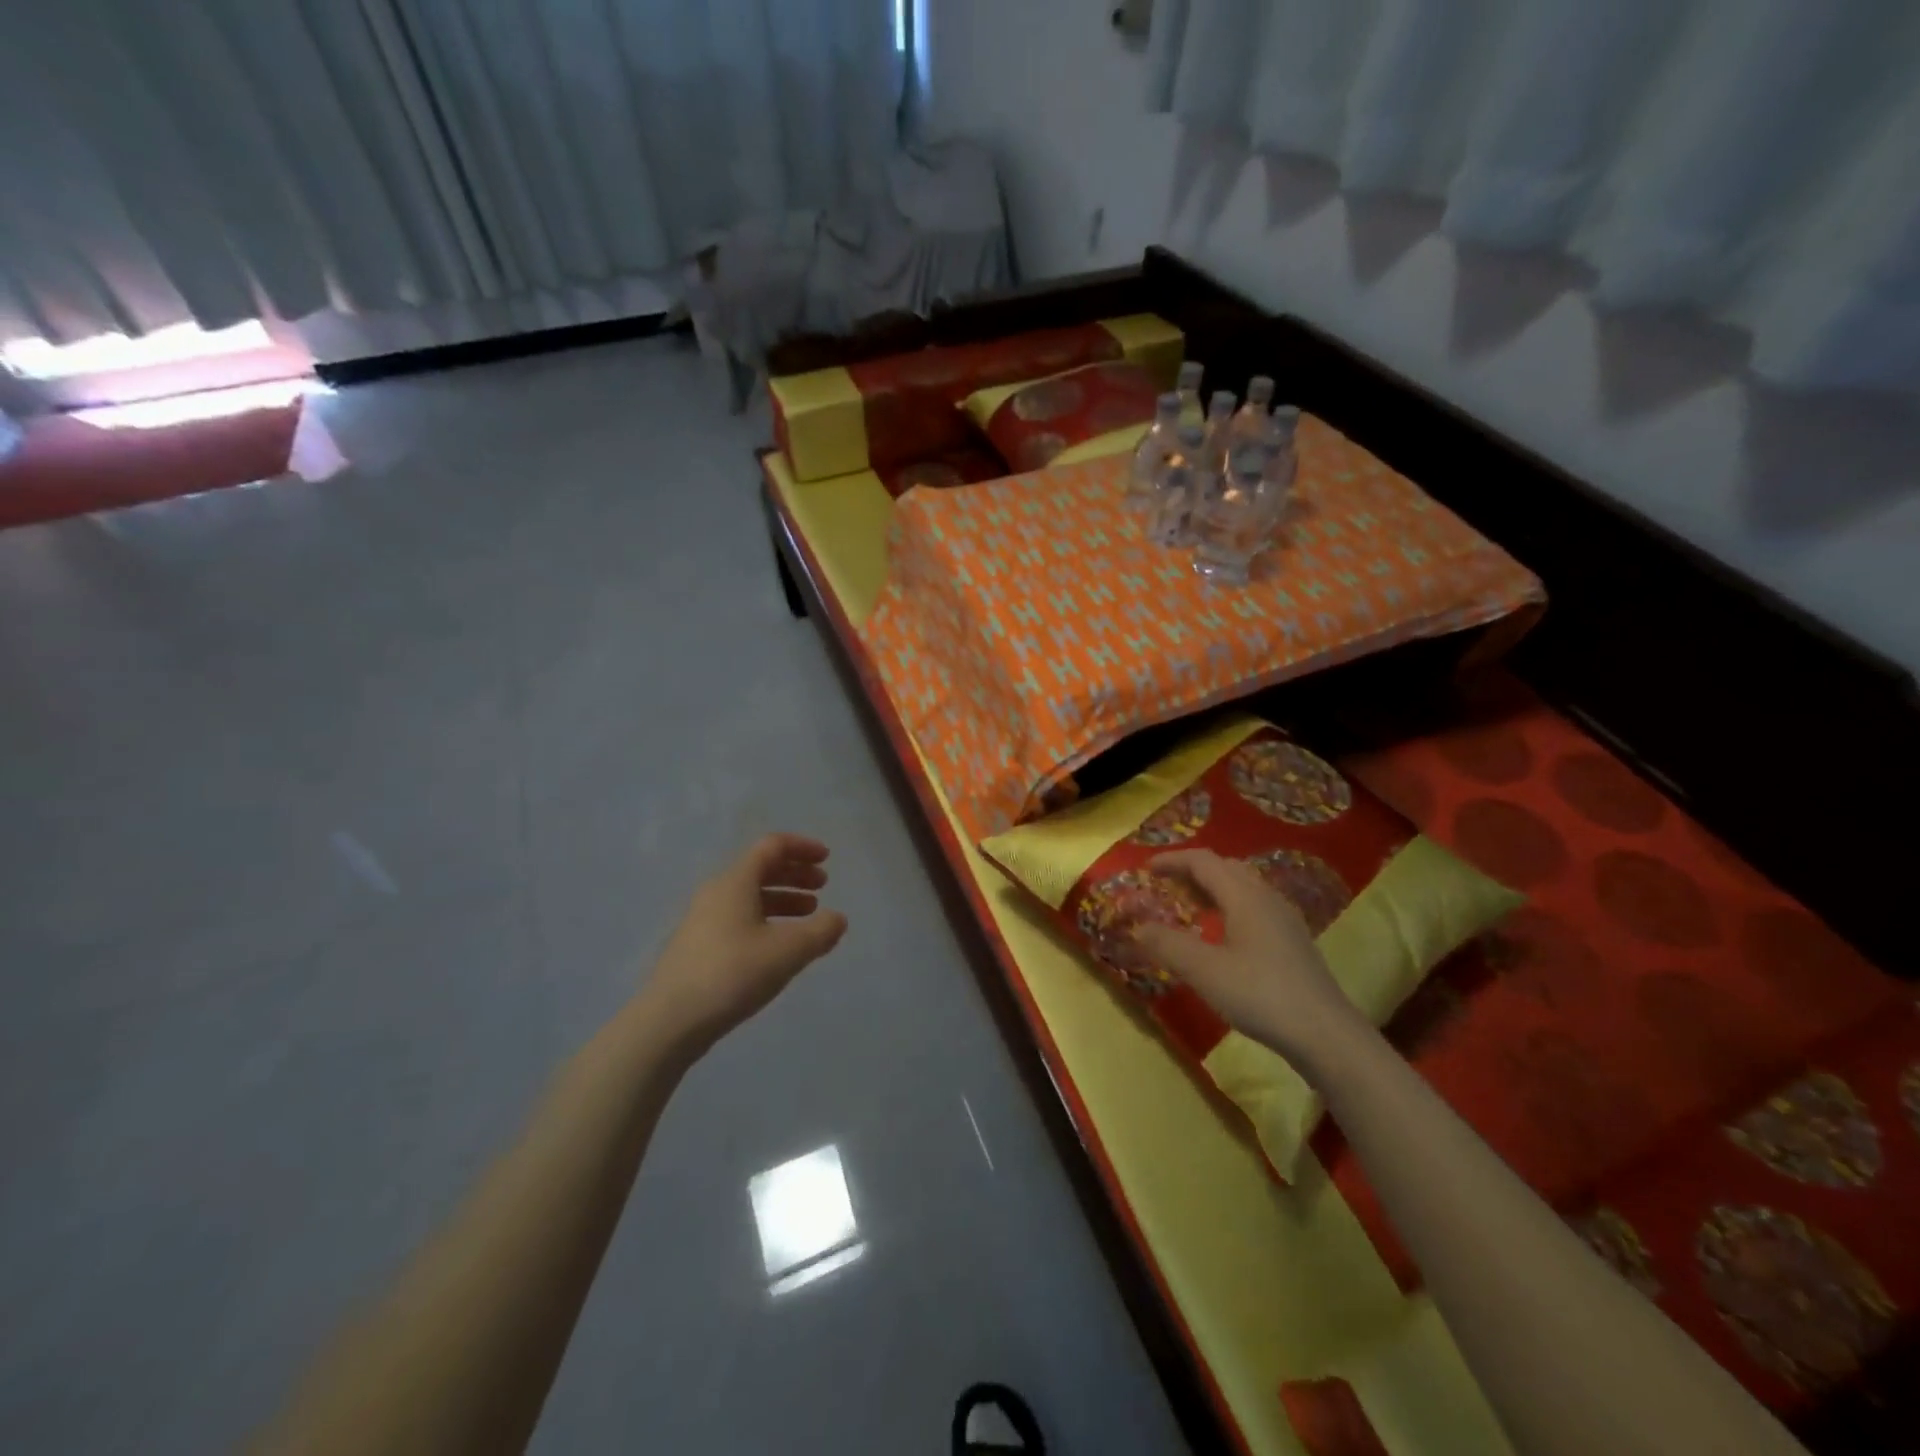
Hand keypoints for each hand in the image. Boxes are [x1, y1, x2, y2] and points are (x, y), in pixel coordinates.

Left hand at [642, 834, 847, 1055]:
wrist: (669, 1022)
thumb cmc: (732, 974)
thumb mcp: (788, 952)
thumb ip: (820, 932)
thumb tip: (838, 919)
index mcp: (735, 882)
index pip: (772, 847)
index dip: (802, 848)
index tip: (827, 859)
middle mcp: (717, 893)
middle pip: (760, 869)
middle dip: (795, 873)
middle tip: (822, 886)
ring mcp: (703, 920)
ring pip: (750, 896)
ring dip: (783, 898)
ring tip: (809, 916)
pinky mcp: (699, 946)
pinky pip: (740, 918)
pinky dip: (767, 920)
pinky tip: (780, 945)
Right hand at [1136, 850, 1368, 1065]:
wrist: (1325, 1034)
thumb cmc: (1260, 994)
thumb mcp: (1204, 971)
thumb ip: (1168, 945)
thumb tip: (1140, 927)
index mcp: (1244, 896)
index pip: (1203, 861)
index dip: (1172, 860)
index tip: (1146, 869)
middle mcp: (1266, 898)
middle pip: (1225, 869)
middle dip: (1192, 871)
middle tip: (1165, 886)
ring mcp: (1284, 920)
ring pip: (1242, 888)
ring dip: (1211, 889)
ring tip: (1188, 906)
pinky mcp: (1292, 942)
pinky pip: (1253, 907)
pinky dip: (1228, 907)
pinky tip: (1221, 935)